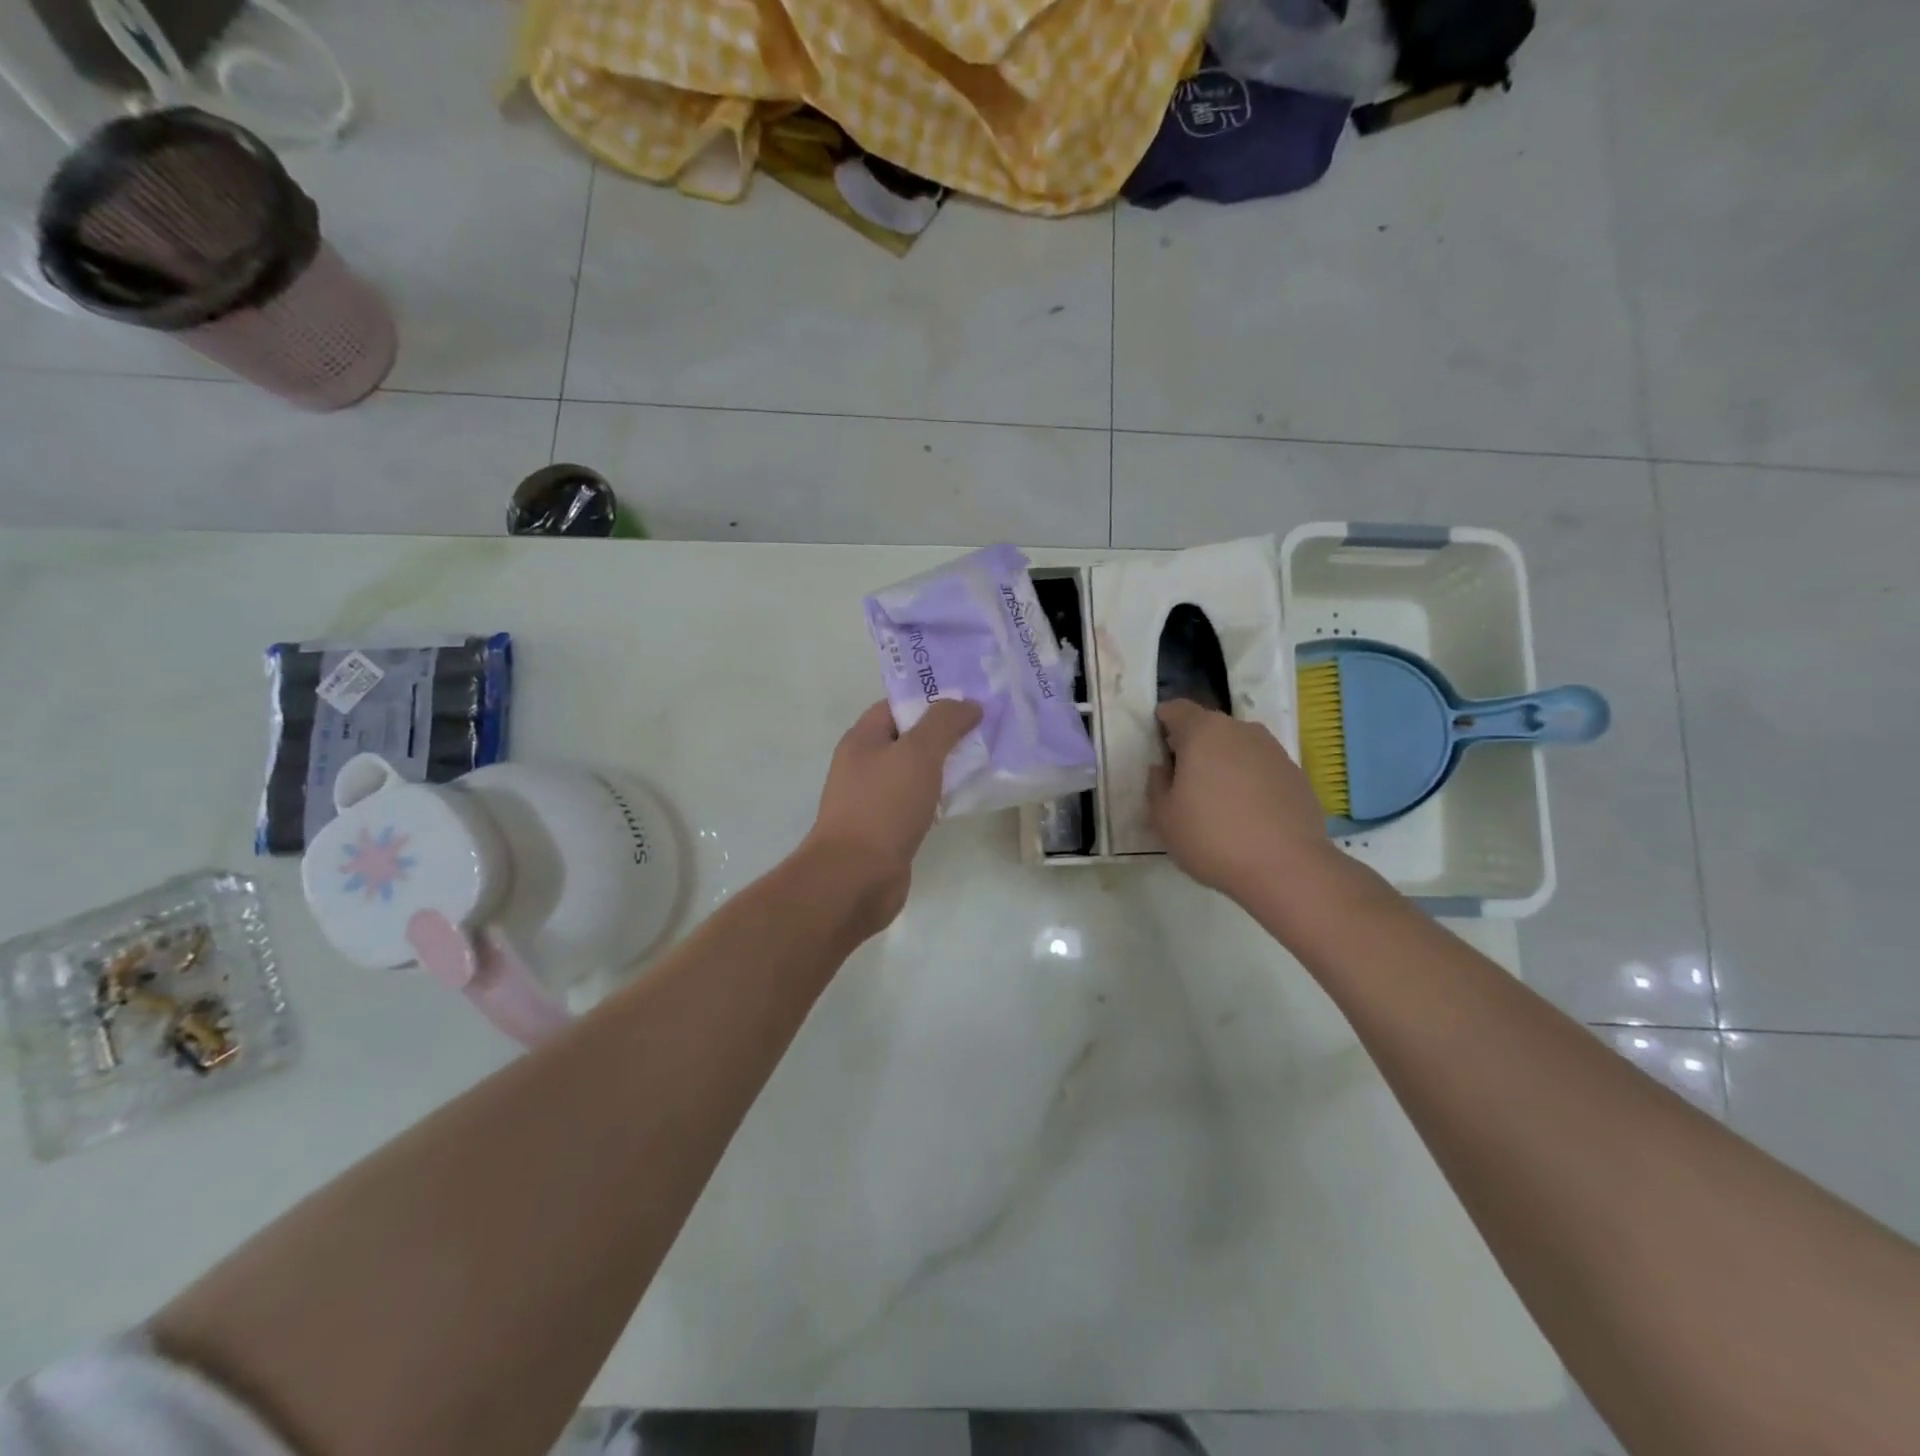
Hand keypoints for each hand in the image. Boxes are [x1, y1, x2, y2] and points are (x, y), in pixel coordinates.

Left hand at [802, 698, 982, 936]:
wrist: (856, 877)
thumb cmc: (883, 806)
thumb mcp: (918, 753)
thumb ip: (944, 723)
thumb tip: (968, 704)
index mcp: (862, 739)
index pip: (897, 705)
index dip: (931, 699)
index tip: (969, 699)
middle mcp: (864, 765)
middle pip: (908, 739)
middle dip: (944, 733)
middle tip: (985, 728)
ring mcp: (874, 800)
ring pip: (915, 773)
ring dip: (945, 767)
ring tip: (985, 760)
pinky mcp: (887, 830)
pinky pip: (918, 803)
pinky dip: (940, 798)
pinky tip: (965, 800)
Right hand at [1148, 699, 1336, 902]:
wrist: (1287, 868)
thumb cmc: (1212, 837)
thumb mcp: (1163, 817)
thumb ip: (1156, 784)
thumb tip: (1164, 769)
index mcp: (1203, 732)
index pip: (1176, 709)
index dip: (1163, 723)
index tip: (1158, 749)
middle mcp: (1241, 730)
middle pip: (1209, 727)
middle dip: (1193, 746)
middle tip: (1183, 781)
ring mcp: (1273, 751)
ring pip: (1237, 747)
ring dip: (1223, 763)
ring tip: (1217, 801)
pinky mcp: (1296, 774)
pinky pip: (1261, 768)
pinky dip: (1249, 781)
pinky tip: (1247, 814)